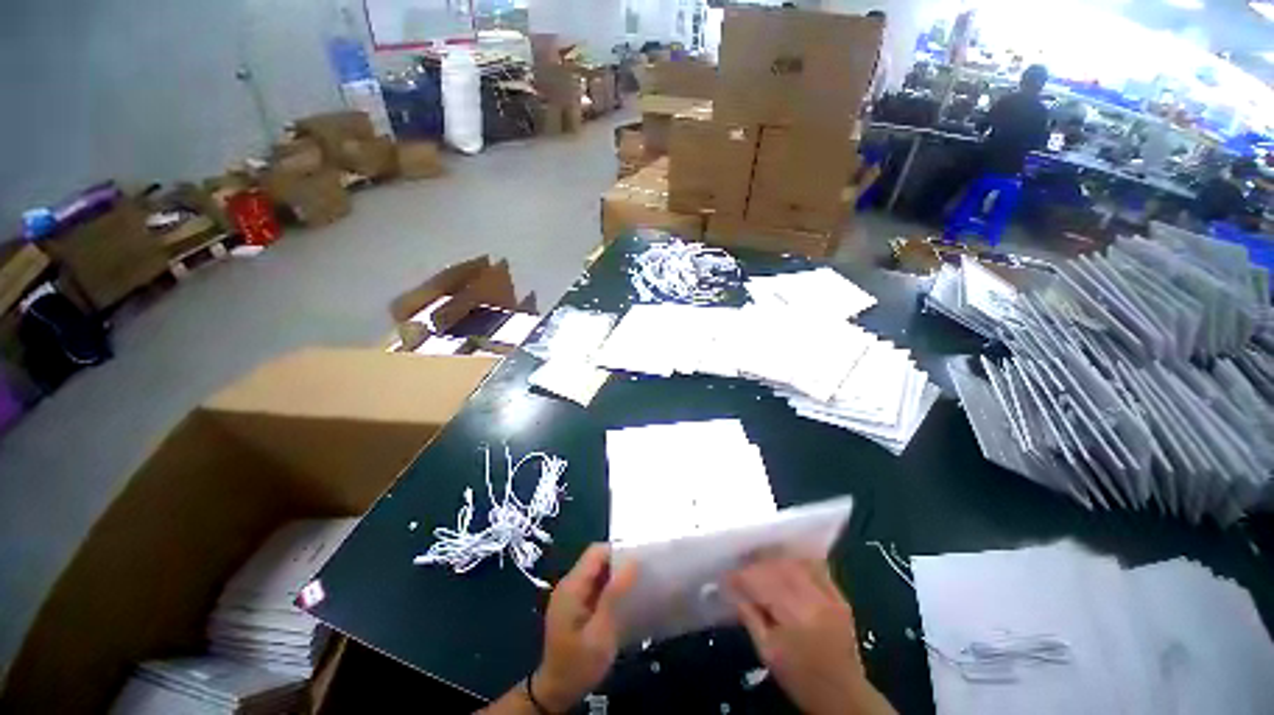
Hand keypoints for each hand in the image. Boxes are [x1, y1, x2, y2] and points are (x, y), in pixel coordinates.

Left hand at [532, 545, 638, 711]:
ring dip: (617, 577)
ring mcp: (571, 595)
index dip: (618, 551)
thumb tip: (633, 562)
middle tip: (643, 574)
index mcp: (572, 586)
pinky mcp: (576, 606)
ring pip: (598, 573)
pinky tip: (625, 601)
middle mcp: (569, 584)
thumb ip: (614, 595)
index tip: (640, 560)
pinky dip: (611, 589)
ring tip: (639, 585)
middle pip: (597, 560)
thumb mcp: (600, 633)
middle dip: (620, 563)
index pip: (596, 552)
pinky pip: (596, 587)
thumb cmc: (578, 665)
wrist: (555, 693)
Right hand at [728, 557, 894, 714]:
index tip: (726, 577)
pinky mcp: (839, 595)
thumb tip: (734, 592)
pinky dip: (797, 561)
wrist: (844, 696)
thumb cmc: (801, 678)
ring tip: (759, 563)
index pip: (762, 583)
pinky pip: (814, 566)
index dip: (741, 577)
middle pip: (778, 567)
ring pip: (795, 562)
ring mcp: (829, 595)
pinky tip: (785, 562)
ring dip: (774, 559)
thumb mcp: (767, 653)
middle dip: (755, 564)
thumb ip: (750, 618)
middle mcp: (814, 599)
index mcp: (795, 616)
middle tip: (740, 567)